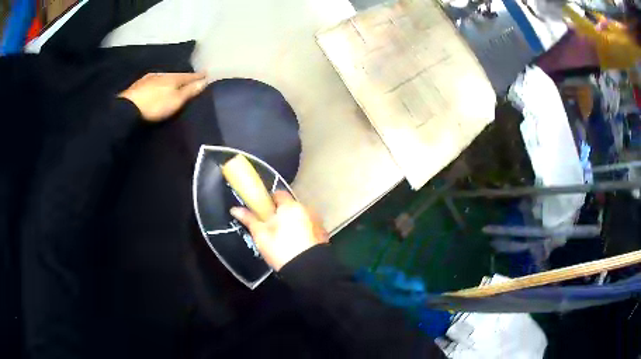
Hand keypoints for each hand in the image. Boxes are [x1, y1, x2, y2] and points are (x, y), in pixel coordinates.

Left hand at [119, 72, 207, 121]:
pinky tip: (157, 87)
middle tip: (190, 79)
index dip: (198, 76)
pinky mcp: (138, 85)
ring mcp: (149, 78)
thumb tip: (205, 81)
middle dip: (183, 77)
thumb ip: (190, 91)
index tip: (206, 74)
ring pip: (164, 77)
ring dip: (170, 80)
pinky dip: (159, 84)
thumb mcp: (176, 100)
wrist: (128, 108)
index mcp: (173, 77)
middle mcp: (162, 74)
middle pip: (176, 75)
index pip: (189, 76)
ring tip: (174, 83)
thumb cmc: (155, 105)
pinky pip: (154, 81)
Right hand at [230, 191, 328, 270]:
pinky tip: (297, 245)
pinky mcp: (322, 234)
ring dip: (293, 223)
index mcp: (290, 206)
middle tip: (271, 228)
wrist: (307, 269)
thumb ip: (249, 219)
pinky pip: (309, 227)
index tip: (263, 212)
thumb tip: (234, 209)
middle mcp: (306, 209)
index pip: (278, 194)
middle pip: (290, 206)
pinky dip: (303, 232)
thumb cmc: (281, 249)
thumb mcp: (261, 235)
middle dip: (281, 214)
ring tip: (284, 239)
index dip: (269, 201)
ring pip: (300, 217)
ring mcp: (317, 221)